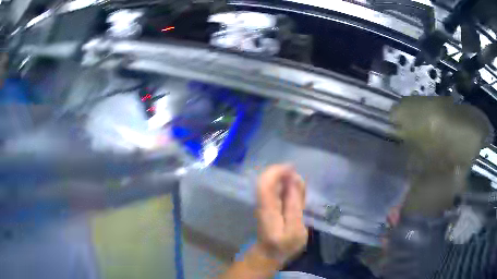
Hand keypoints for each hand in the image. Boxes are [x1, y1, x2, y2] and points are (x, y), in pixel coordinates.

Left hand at [255, 164, 307, 263]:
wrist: (268, 254)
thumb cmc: (283, 246)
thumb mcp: (295, 230)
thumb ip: (294, 206)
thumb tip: (294, 181)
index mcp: (267, 208)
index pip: (265, 183)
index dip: (277, 171)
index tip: (294, 168)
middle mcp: (262, 202)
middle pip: (268, 179)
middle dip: (284, 174)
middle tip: (301, 183)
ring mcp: (263, 202)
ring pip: (271, 182)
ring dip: (286, 179)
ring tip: (301, 190)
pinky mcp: (267, 204)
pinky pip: (275, 188)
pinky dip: (286, 186)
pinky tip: (296, 195)